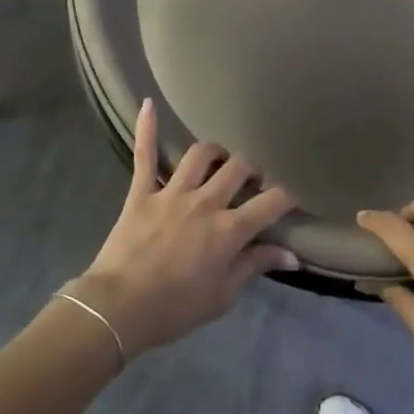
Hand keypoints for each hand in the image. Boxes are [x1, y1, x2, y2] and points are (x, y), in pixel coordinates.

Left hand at [70, 99, 297, 356]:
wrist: (119, 308)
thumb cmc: (174, 309)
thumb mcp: (223, 296)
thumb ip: (255, 266)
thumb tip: (292, 256)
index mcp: (229, 230)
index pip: (271, 202)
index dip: (288, 195)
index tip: (294, 194)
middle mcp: (205, 202)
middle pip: (239, 168)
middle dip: (252, 170)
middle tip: (252, 180)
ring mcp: (172, 192)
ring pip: (201, 154)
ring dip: (215, 152)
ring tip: (219, 160)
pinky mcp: (142, 191)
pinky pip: (145, 154)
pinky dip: (147, 128)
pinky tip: (149, 104)